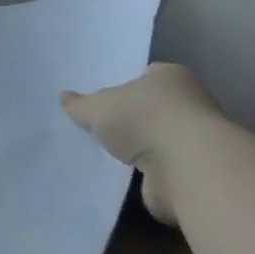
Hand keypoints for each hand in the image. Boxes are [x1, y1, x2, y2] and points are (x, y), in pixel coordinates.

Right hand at [60, 63, 218, 225]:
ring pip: (155, 140)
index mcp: (170, 76)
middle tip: (97, 127)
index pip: (145, 76)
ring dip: (136, 150)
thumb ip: (82, 105)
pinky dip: (143, 174)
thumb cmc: (144, 119)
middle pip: (151, 108)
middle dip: (129, 119)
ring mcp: (191, 139)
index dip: (123, 85)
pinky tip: (118, 177)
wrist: (184, 167)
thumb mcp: (100, 107)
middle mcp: (187, 103)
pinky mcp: (190, 171)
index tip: (102, 99)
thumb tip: (63, 98)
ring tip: (103, 155)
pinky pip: (158, 169)